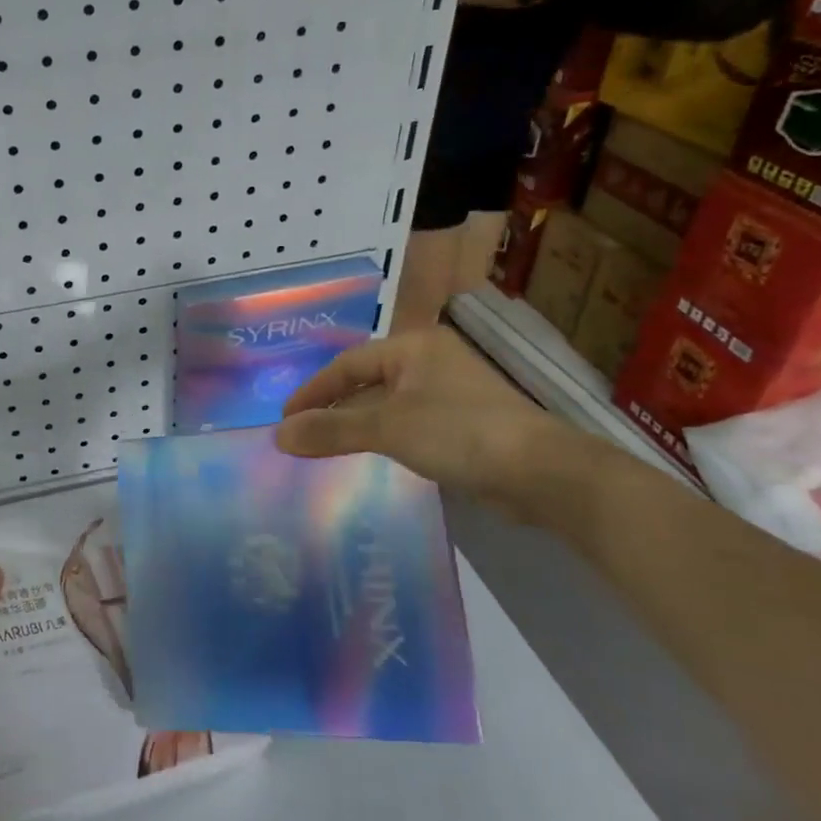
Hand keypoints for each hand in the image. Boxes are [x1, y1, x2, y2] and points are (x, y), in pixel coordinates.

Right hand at [276, 326, 557, 498]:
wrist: (543, 474)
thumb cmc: (460, 433)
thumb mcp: (387, 429)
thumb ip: (331, 430)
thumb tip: (278, 435)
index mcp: (414, 347)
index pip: (347, 364)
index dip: (313, 391)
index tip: (285, 419)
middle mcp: (430, 362)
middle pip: (366, 382)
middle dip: (332, 409)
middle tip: (300, 434)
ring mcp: (449, 393)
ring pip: (386, 405)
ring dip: (355, 426)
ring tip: (324, 448)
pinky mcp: (462, 424)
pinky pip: (407, 425)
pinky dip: (382, 438)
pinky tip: (368, 458)